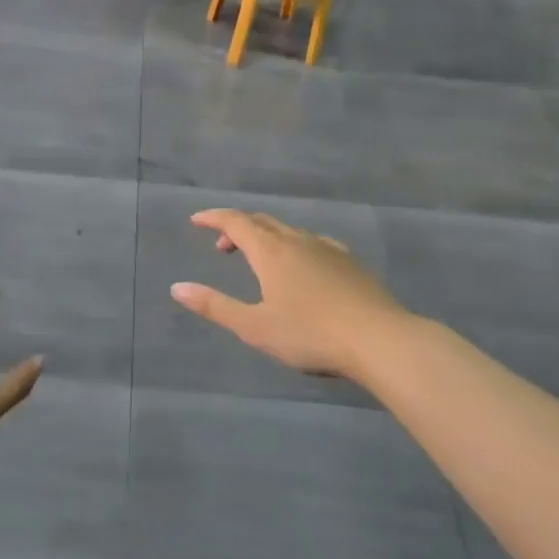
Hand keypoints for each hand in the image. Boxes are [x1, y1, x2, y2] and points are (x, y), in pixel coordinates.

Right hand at [170, 209, 407, 379]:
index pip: (236, 222)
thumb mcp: (254, 326)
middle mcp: (299, 241)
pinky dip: (293, 247)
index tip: (196, 220)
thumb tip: (177, 287)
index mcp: (272, 252)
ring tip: (257, 260)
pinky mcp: (350, 264)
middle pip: (263, 222)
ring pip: (290, 232)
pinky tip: (301, 269)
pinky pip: (313, 243)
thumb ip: (215, 306)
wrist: (381, 340)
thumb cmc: (310, 334)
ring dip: (266, 238)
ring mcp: (329, 250)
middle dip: (238, 228)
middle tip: (222, 246)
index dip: (214, 218)